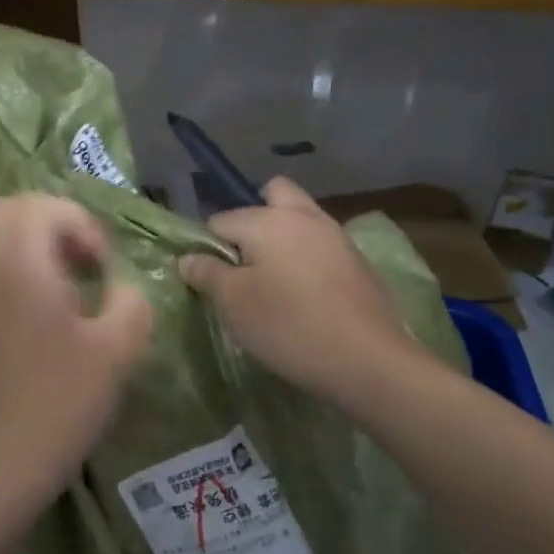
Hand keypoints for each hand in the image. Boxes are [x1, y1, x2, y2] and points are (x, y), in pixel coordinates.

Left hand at [0, 195, 152, 508]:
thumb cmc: (64, 400)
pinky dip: (6, 267)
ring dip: (26, 244)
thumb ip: (131, 300)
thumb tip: (122, 287)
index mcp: (19, 263)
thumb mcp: (120, 348)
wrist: (3, 459)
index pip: (43, 206)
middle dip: (50, 222)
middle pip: (7, 210)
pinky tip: (34, 309)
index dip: (82, 224)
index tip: (102, 266)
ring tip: (61, 284)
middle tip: (81, 262)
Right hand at [179, 177, 408, 403]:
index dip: (208, 247)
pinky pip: (320, 243)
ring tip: (271, 281)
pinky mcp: (357, 261)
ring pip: (300, 218)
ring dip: (281, 237)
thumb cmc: (288, 326)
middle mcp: (304, 215)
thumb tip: (188, 258)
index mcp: (268, 219)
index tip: (210, 280)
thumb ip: (207, 273)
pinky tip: (303, 294)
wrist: (366, 359)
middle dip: (252, 218)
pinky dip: (306, 256)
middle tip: (243, 261)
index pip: (221, 220)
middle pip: (272, 194)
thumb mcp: (234, 303)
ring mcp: (336, 235)